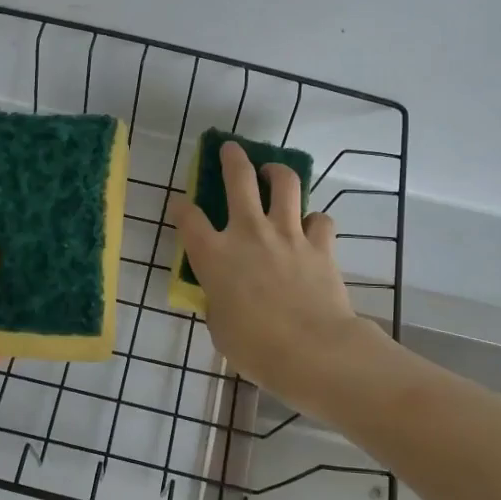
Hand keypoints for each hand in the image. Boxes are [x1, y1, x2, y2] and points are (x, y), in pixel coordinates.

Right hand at [169, 141, 363, 401]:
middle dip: (232, 158)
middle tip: (230, 149)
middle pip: (238, 179)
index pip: (188, 219)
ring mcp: (287, 234)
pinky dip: (314, 220)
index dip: (181, 208)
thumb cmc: (255, 347)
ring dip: (277, 171)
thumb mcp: (220, 327)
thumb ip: (218, 302)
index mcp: (214, 256)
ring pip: (284, 183)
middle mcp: (248, 233)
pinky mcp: (320, 244)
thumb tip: (224, 295)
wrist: (312, 350)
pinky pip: (319, 219)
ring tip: (273, 171)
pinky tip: (310, 227)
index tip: (180, 204)